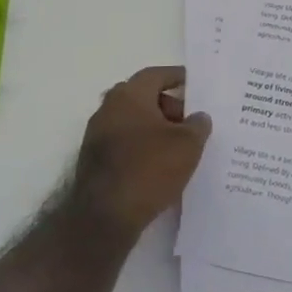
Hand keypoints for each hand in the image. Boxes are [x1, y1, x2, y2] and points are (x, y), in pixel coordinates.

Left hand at [70, 65, 211, 237]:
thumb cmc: (149, 169)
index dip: (177, 77)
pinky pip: (123, 141)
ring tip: (178, 146)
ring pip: (132, 120)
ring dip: (154, 127)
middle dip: (167, 105)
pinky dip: (141, 145)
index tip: (193, 83)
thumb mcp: (187, 145)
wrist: (104, 217)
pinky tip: (158, 164)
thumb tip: (199, 116)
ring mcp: (96, 134)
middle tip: (189, 121)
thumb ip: (198, 125)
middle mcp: (108, 108)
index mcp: (129, 95)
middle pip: (142, 97)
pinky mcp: (92, 160)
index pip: (156, 75)